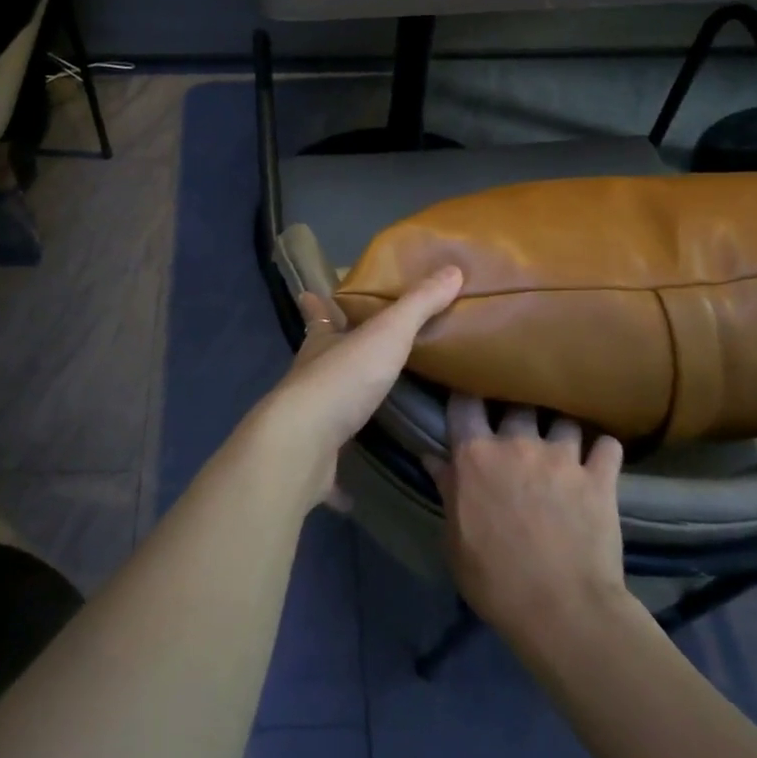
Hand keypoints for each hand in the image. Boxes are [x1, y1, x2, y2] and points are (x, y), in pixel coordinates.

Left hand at [249, 267, 462, 505]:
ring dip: (338, 405)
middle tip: (355, 353)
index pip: (317, 315)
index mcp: (321, 344)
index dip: (315, 304)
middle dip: (331, 354)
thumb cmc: (343, 378)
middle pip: (319, 360)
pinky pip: (328, 465)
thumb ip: (419, 305)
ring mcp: (307, 421)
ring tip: (365, 408)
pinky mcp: (312, 460)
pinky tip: (352, 489)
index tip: (310, 294)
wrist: (303, 444)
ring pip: (323, 407)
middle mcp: (308, 378)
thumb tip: (453, 268)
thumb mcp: (388, 333)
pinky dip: (337, 474)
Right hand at [428, 396, 630, 649]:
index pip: (464, 402)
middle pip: (516, 403)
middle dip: (517, 412)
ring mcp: (562, 457)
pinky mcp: (600, 478)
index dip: (466, 396)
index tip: (469, 400)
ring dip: (561, 430)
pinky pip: (607, 445)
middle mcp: (517, 443)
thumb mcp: (455, 539)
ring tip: (562, 443)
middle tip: (518, 428)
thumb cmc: (495, 580)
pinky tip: (600, 458)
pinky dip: (603, 450)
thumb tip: (432, 458)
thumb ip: (447, 491)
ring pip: (563, 419)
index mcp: (475, 455)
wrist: (563, 612)